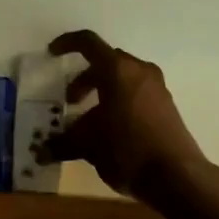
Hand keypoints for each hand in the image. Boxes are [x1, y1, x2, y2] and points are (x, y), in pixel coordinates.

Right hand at [40, 30, 206, 201]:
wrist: (177, 176)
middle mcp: (139, 71)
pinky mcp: (167, 105)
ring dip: (102, 91)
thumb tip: (41, 152)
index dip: (67, 44)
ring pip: (123, 77)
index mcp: (118, 70)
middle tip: (71, 100)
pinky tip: (112, 129)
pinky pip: (137, 92)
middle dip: (84, 78)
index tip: (52, 53)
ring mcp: (157, 87)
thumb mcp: (88, 145)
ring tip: (90, 120)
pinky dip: (119, 101)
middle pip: (106, 62)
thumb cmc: (127, 150)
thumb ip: (63, 143)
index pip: (88, 43)